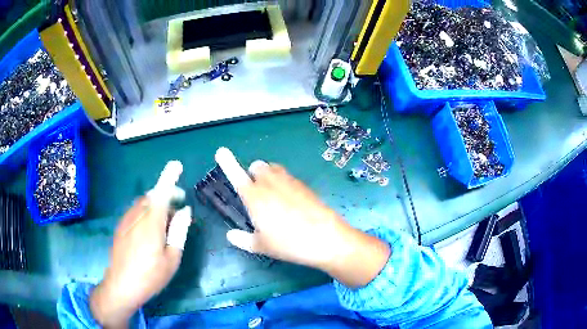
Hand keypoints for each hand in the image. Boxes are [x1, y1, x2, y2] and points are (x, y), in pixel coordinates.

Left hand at [90, 162, 191, 327]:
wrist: (121, 285)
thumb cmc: (151, 276)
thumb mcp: (171, 259)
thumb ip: (178, 232)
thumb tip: (185, 211)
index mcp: (151, 224)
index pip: (161, 194)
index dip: (169, 177)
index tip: (176, 165)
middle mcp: (137, 217)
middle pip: (152, 197)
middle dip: (167, 196)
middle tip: (179, 209)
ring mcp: (126, 221)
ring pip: (143, 203)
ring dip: (157, 205)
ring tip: (166, 223)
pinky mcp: (121, 227)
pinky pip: (136, 211)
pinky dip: (146, 212)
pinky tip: (150, 230)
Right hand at [216, 148, 389, 287]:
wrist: (325, 238)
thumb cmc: (288, 244)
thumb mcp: (261, 246)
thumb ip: (242, 240)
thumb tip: (230, 235)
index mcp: (254, 198)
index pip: (236, 176)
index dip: (227, 163)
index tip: (220, 151)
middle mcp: (270, 184)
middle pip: (257, 166)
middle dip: (253, 174)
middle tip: (256, 193)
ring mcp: (289, 182)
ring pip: (273, 168)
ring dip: (268, 175)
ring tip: (272, 195)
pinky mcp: (304, 185)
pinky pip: (288, 176)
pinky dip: (283, 182)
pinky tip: (290, 201)